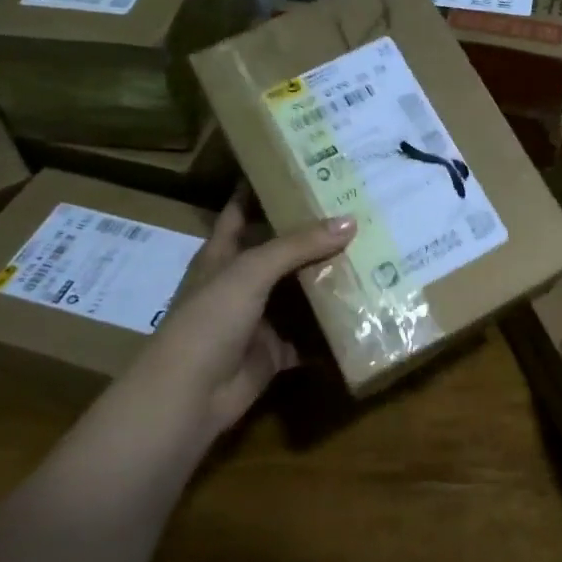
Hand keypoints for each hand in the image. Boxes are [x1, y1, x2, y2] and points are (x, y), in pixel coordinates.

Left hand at [143, 191, 354, 435]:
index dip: (263, 187)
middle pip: (280, 249)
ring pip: (299, 291)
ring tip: (373, 251)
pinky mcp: (275, 351)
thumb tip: (350, 220)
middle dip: (313, 233)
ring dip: (328, 278)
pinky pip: (310, 336)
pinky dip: (332, 328)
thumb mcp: (251, 271)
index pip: (242, 209)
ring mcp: (258, 318)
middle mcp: (241, 281)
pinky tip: (366, 310)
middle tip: (357, 207)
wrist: (189, 396)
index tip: (299, 165)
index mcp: (223, 254)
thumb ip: (298, 245)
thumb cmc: (209, 320)